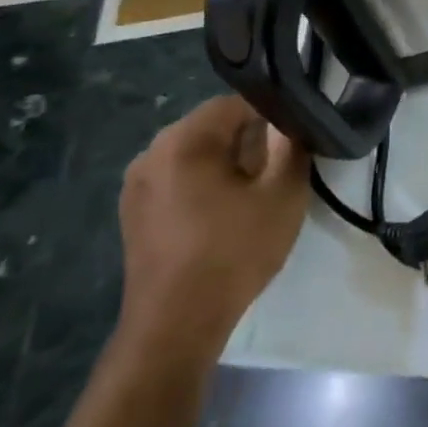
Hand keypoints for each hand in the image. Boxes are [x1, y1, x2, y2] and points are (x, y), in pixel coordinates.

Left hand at [116, 96, 309, 369]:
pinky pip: (177, 181)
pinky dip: (203, 187)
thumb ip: (290, 147)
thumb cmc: (234, 252)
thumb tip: (288, 123)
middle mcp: (151, 152)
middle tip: (279, 171)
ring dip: (226, 165)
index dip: (273, 116)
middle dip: (249, 142)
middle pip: (212, 127)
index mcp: (184, 139)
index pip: (236, 103)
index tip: (294, 142)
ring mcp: (136, 184)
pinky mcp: (133, 213)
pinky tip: (223, 217)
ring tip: (253, 197)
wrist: (177, 323)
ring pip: (194, 155)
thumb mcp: (283, 196)